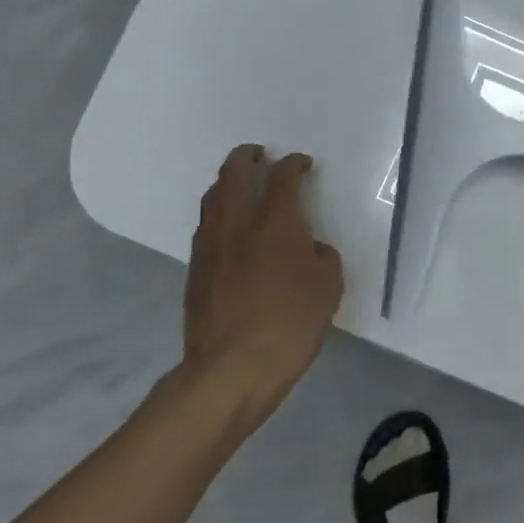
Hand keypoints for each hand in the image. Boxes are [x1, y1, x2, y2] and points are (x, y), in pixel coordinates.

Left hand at [177, 145, 343, 430]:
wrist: (231, 368)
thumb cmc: (290, 324)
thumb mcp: (328, 288)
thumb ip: (322, 258)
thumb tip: (309, 249)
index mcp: (276, 223)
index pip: (282, 177)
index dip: (293, 164)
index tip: (301, 164)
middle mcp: (238, 223)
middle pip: (234, 173)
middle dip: (247, 157)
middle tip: (258, 155)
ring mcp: (211, 245)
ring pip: (213, 197)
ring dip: (227, 182)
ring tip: (239, 184)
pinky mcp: (195, 269)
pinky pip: (206, 225)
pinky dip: (218, 212)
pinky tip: (228, 226)